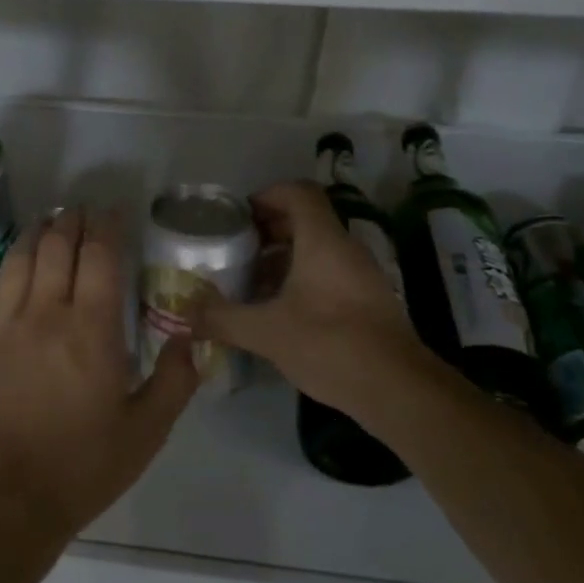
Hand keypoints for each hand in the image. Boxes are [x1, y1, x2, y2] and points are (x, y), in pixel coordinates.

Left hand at [0, 209, 199, 541]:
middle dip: (71, 222)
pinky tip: (7, 269)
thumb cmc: (80, 467)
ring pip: (18, 260)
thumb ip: (175, 381)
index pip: (99, 256)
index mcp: (91, 329)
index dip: (106, 227)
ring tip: (46, 225)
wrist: (2, 502)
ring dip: (35, 235)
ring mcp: (1, 325)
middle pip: (56, 247)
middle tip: (80, 213)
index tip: (112, 213)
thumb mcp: (146, 433)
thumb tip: (191, 338)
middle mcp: (44, 313)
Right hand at [191, 181, 426, 427]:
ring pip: (317, 249)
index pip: (298, 193)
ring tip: (251, 281)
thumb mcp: (266, 332)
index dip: (267, 195)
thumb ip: (222, 318)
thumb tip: (185, 312)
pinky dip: (301, 279)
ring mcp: (361, 275)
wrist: (398, 389)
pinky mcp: (367, 301)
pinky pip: (328, 273)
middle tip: (237, 249)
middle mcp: (345, 248)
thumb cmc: (330, 344)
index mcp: (323, 241)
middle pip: (306, 219)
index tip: (239, 217)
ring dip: (283, 257)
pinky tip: (279, 311)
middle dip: (269, 229)